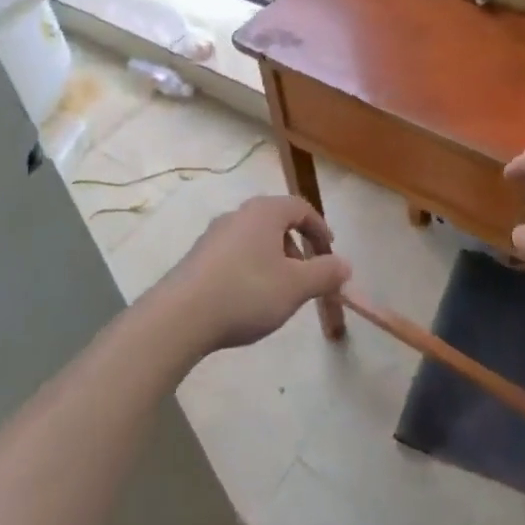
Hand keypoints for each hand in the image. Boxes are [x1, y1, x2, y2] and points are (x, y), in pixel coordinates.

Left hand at [158, 195, 350, 353]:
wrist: (180, 317)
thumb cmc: (247, 292)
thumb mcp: (296, 286)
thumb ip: (325, 273)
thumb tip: (345, 265)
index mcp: (265, 212)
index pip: (300, 207)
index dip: (319, 228)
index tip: (330, 252)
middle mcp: (238, 214)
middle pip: (276, 222)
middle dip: (297, 247)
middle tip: (306, 276)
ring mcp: (213, 235)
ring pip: (254, 239)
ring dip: (273, 260)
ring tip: (278, 292)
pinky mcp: (197, 257)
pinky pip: (234, 255)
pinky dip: (249, 269)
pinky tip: (247, 299)